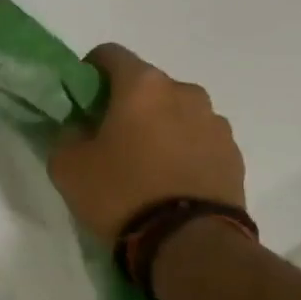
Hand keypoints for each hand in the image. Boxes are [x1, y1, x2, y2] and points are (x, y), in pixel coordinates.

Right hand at [48, 43, 247, 242]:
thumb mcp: (68, 167)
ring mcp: (215, 123)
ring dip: (160, 128)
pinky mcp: (234, 154)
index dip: (89, 73)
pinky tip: (171, 184)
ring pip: (177, 113)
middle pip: (147, 86)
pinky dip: (184, 152)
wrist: (190, 244)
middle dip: (127, 105)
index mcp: (143, 85)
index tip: (81, 103)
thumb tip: (78, 128)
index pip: (109, 54)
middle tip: (110, 141)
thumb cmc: (121, 194)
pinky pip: (199, 141)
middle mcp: (185, 92)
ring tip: (146, 167)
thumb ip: (66, 136)